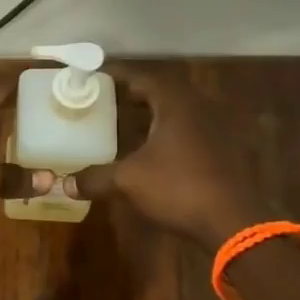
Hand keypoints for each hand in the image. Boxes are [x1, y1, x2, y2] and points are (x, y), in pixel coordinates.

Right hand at [63, 65, 262, 247]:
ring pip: (181, 114)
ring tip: (129, 127)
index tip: (98, 78)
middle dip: (137, 97)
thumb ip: (96, 178)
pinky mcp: (229, 152)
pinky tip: (158, 154)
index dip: (120, 77)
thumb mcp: (129, 181)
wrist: (235, 222)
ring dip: (156, 117)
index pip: (145, 78)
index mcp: (177, 104)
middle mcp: (202, 108)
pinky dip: (173, 136)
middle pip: (164, 93)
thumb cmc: (179, 188)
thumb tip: (64, 184)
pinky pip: (194, 133)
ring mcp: (220, 130)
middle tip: (110, 103)